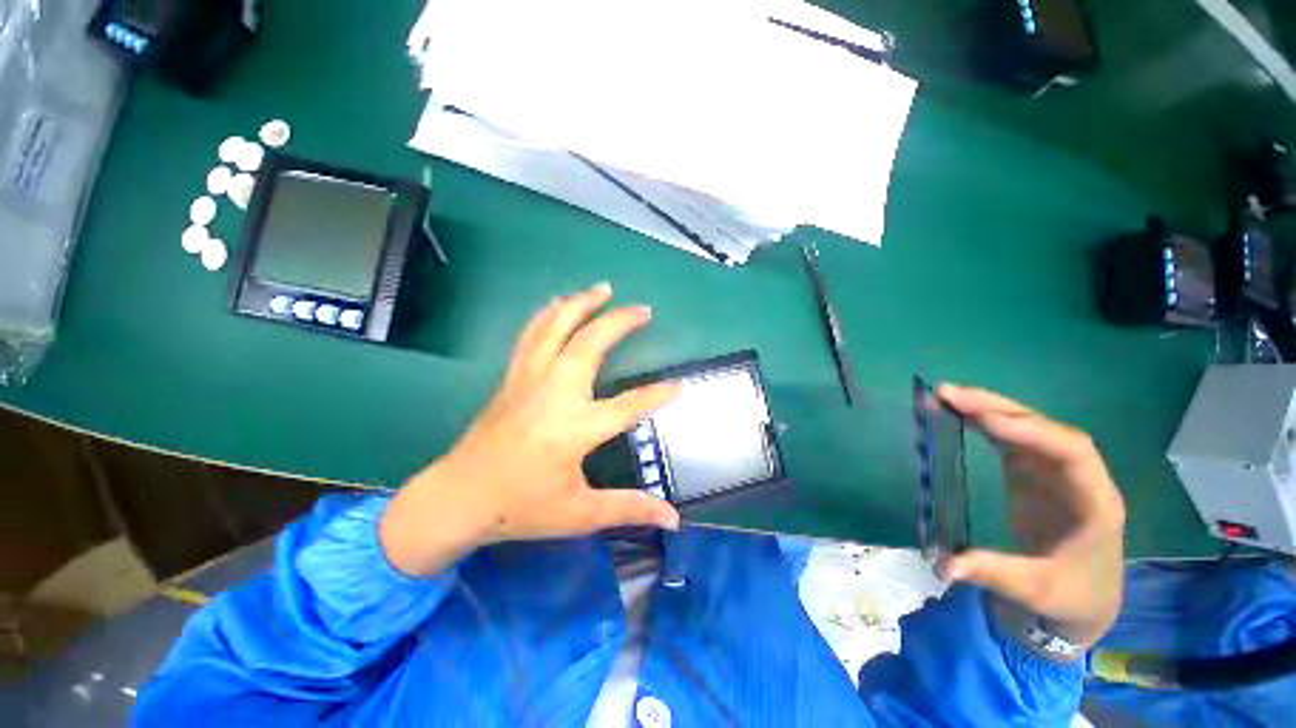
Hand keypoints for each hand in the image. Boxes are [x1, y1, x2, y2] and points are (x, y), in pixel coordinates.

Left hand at [380, 283, 681, 575]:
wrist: (458, 497)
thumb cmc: (520, 507)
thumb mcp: (580, 513)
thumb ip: (629, 509)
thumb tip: (673, 520)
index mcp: (576, 428)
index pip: (630, 404)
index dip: (658, 395)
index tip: (680, 387)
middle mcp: (555, 393)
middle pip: (591, 343)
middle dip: (620, 322)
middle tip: (643, 310)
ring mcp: (530, 379)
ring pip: (557, 327)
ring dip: (582, 304)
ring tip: (603, 289)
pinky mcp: (513, 377)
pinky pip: (531, 334)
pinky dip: (548, 314)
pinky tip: (559, 304)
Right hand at [937, 385, 1125, 647]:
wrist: (1082, 599)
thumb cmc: (1068, 596)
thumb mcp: (1034, 591)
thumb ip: (994, 573)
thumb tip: (946, 564)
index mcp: (1094, 502)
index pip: (1071, 451)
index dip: (1030, 430)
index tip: (983, 419)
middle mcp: (1078, 477)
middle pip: (1045, 429)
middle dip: (999, 409)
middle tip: (948, 394)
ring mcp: (1056, 473)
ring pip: (1027, 428)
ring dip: (989, 408)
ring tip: (946, 396)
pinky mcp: (1035, 474)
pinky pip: (1012, 439)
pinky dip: (986, 423)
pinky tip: (960, 413)